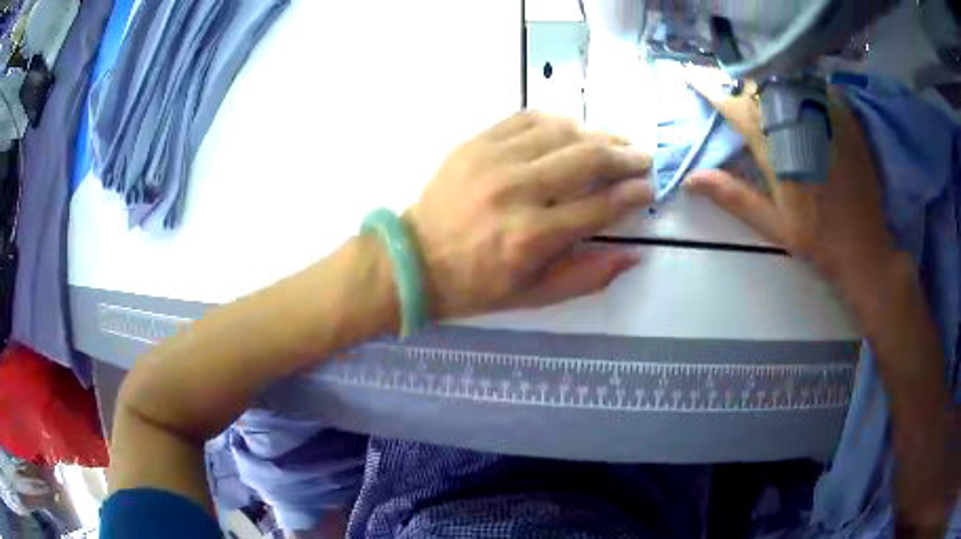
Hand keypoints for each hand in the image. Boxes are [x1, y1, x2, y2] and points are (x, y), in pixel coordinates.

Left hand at [406, 111, 652, 318]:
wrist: (414, 259)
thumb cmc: (475, 285)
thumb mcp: (533, 296)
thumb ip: (587, 276)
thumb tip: (634, 254)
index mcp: (533, 237)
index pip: (600, 207)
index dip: (632, 195)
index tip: (649, 187)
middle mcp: (517, 191)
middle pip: (586, 160)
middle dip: (624, 156)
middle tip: (643, 157)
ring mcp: (493, 160)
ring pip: (561, 133)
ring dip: (596, 134)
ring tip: (616, 140)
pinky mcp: (475, 143)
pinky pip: (526, 118)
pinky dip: (556, 120)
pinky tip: (573, 127)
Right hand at [681, 67, 898, 298]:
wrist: (864, 245)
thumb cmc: (818, 239)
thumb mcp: (774, 225)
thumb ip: (734, 197)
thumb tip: (691, 179)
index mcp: (779, 150)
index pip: (736, 107)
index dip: (709, 88)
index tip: (689, 74)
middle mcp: (799, 124)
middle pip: (758, 85)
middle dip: (735, 77)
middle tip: (721, 77)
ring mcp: (824, 116)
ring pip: (783, 78)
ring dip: (762, 75)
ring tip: (750, 77)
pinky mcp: (844, 117)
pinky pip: (812, 83)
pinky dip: (794, 79)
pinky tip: (789, 87)